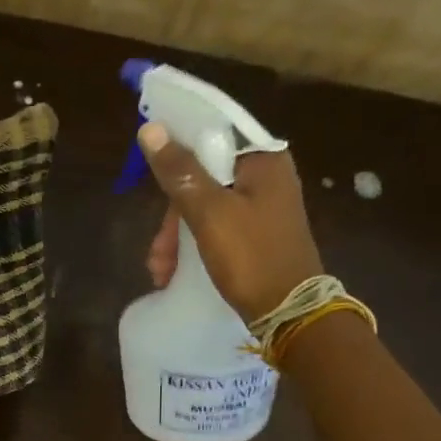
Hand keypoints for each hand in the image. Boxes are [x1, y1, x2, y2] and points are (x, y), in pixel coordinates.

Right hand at [139, 122, 322, 322]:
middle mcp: (266, 178)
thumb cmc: (251, 257)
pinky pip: (215, 231)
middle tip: (158, 251)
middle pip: (203, 180)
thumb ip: (180, 172)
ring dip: (176, 240)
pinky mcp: (255, 238)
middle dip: (173, 218)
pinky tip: (174, 273)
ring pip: (204, 210)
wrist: (288, 312)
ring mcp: (262, 210)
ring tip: (161, 270)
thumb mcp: (210, 213)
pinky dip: (193, 249)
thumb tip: (151, 129)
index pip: (212, 138)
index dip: (178, 155)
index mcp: (263, 161)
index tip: (152, 180)